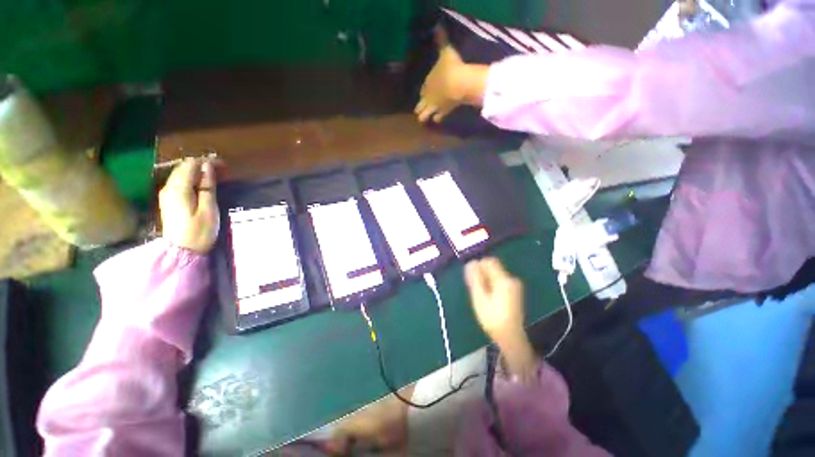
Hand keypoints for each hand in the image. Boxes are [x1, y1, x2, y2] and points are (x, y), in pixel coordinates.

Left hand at [159, 158, 219, 253]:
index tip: (225, 166)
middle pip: (184, 167)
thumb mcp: (208, 209)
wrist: (182, 252)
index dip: (207, 162)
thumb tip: (208, 167)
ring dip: (198, 172)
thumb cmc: (199, 232)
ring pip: (181, 174)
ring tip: (216, 176)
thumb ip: (207, 187)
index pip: (191, 165)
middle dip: (203, 165)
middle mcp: (168, 187)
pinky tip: (203, 184)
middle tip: (223, 170)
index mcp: (178, 188)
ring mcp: (167, 194)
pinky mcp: (169, 201)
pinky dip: (192, 179)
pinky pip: (180, 182)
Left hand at [415, 28, 484, 122]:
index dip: (423, 92)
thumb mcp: (445, 52)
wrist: (459, 83)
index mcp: (426, 84)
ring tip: (426, 118)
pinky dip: (437, 119)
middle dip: (419, 108)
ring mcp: (434, 106)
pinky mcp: (443, 113)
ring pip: (424, 116)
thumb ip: (441, 41)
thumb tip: (438, 27)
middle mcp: (427, 97)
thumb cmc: (451, 67)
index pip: (422, 91)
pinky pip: (438, 119)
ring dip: (424, 116)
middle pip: (419, 106)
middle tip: (421, 109)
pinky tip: (438, 118)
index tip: (425, 93)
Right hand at [464, 258, 524, 343]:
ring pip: (495, 275)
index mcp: (504, 280)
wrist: (511, 337)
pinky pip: (499, 281)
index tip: (472, 277)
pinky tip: (489, 298)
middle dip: (482, 275)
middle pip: (493, 268)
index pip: (490, 261)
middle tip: (475, 289)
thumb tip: (471, 262)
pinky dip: (492, 286)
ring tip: (481, 296)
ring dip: (486, 281)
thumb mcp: (480, 298)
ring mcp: (514, 286)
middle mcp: (511, 279)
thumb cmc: (492, 318)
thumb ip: (475, 278)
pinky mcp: (514, 291)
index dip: (479, 266)